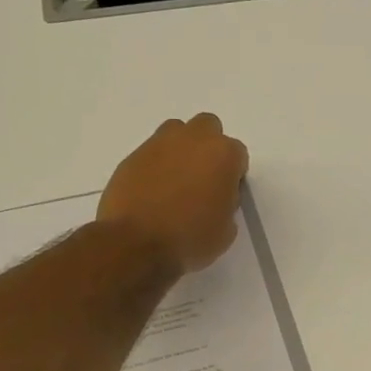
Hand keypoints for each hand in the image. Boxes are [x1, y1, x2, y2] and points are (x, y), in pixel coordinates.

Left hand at [98, 114, 249, 273]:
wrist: (136, 242)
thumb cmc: (191, 237)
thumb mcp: (227, 229)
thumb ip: (227, 204)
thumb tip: (214, 198)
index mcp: (223, 154)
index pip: (238, 155)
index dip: (233, 175)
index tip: (226, 195)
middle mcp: (193, 139)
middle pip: (208, 127)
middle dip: (208, 147)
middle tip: (203, 178)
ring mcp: (159, 144)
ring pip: (176, 132)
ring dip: (181, 150)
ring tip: (176, 181)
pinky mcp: (133, 156)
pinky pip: (151, 153)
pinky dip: (155, 166)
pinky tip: (152, 192)